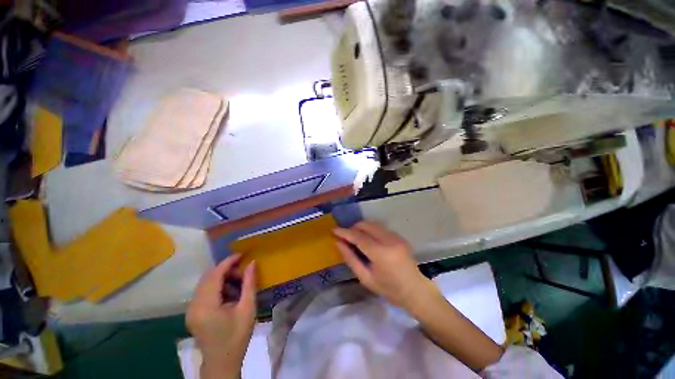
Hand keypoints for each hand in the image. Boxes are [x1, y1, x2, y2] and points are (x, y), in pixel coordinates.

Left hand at [186, 254, 256, 378]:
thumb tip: (252, 263)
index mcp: (206, 305)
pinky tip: (230, 294)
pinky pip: (204, 292)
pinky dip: (218, 287)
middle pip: (208, 277)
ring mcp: (191, 309)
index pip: (215, 275)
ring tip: (238, 284)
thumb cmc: (237, 337)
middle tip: (243, 273)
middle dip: (226, 270)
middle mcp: (193, 305)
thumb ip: (249, 283)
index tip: (242, 255)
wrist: (222, 363)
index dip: (228, 262)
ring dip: (222, 278)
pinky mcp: (193, 313)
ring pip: (206, 283)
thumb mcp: (247, 308)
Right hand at [333, 221, 435, 309]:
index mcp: (380, 253)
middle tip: (345, 236)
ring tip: (355, 237)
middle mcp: (389, 240)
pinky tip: (368, 239)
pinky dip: (370, 230)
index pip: (358, 237)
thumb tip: (339, 243)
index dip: (344, 232)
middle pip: (366, 225)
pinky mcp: (399, 236)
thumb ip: (351, 259)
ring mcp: (396, 237)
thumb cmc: (389, 289)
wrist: (415, 290)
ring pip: (373, 224)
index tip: (334, 230)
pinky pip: (380, 228)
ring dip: (361, 227)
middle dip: (353, 228)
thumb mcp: (366, 278)